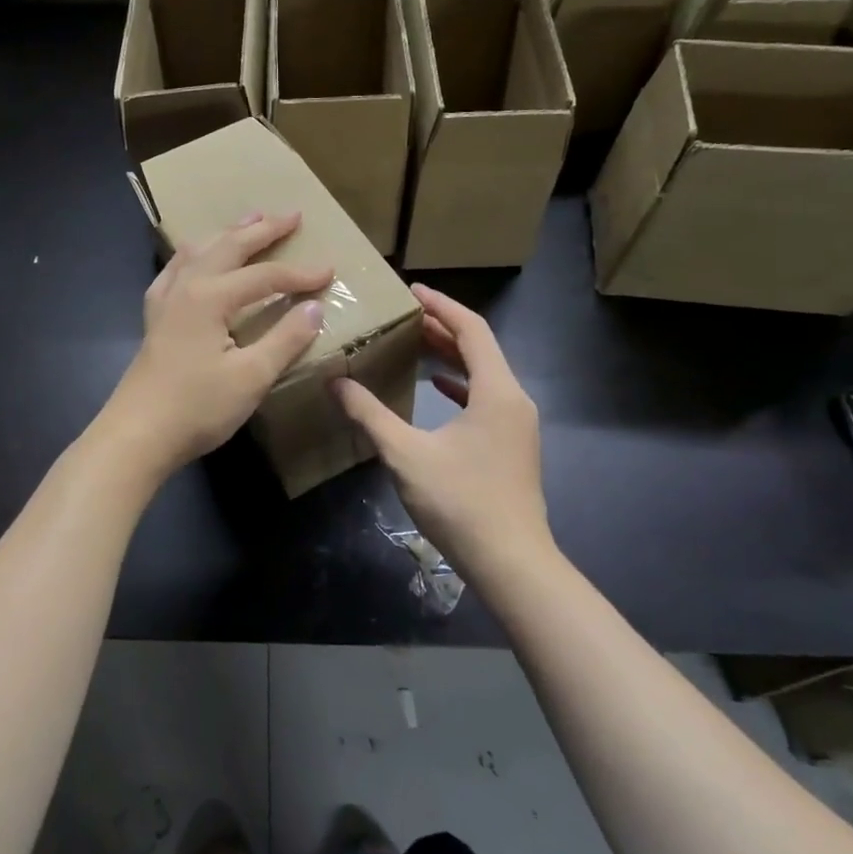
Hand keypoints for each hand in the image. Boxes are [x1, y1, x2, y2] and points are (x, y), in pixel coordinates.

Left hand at [99, 213, 333, 481]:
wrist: (137, 435)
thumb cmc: (197, 408)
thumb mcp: (251, 377)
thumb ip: (285, 339)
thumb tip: (314, 307)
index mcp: (210, 297)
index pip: (265, 277)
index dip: (300, 274)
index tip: (330, 271)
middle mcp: (186, 287)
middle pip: (229, 247)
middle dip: (262, 230)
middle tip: (291, 215)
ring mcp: (165, 300)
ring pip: (199, 252)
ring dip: (228, 234)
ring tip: (249, 220)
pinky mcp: (155, 318)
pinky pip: (176, 270)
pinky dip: (194, 255)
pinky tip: (195, 258)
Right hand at [332, 285, 552, 583]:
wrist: (511, 563)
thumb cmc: (461, 502)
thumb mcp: (406, 454)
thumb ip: (369, 415)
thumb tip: (335, 383)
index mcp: (496, 391)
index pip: (471, 329)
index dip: (441, 306)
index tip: (412, 290)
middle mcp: (513, 399)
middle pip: (480, 347)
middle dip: (443, 327)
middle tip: (405, 314)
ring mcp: (517, 424)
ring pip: (484, 373)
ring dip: (451, 355)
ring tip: (415, 342)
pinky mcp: (512, 445)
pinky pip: (485, 397)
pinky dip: (459, 384)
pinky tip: (436, 388)